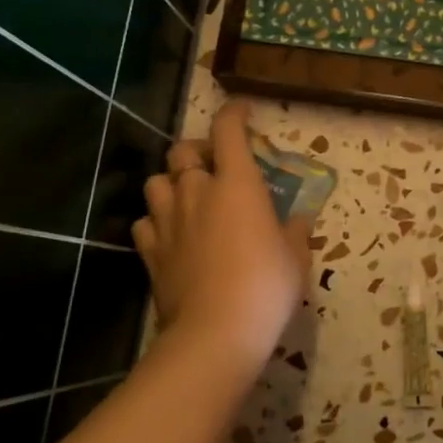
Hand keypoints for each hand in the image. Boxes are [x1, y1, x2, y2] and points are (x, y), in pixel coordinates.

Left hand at [132, 101, 311, 377]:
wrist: (217, 331)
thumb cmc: (267, 286)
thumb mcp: (296, 257)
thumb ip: (295, 231)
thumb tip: (298, 219)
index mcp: (237, 183)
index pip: (228, 130)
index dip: (233, 114)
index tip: (242, 112)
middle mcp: (197, 191)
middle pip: (183, 151)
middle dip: (198, 150)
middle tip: (214, 163)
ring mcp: (168, 221)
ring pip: (156, 182)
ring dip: (171, 182)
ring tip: (187, 196)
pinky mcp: (150, 251)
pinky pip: (144, 222)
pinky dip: (156, 221)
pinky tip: (170, 233)